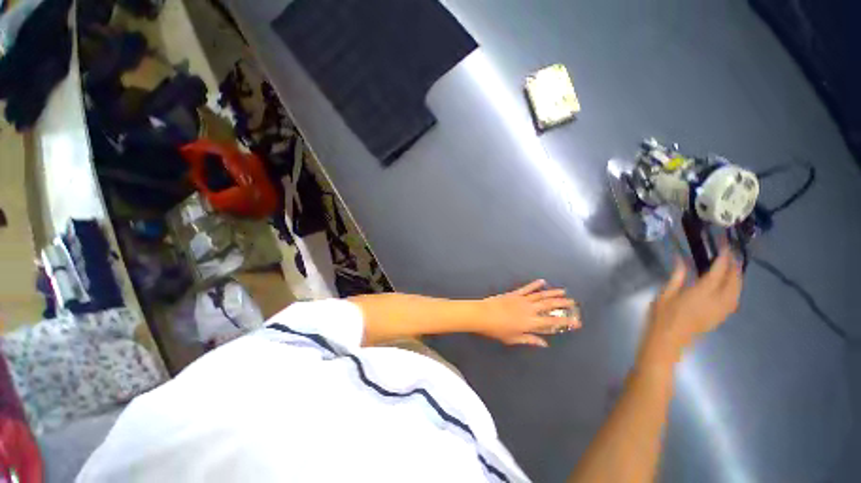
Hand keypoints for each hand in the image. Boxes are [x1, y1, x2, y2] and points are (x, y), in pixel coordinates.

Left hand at [476, 280, 579, 346]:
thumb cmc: (497, 329)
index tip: (576, 321)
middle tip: (573, 303)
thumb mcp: (513, 338)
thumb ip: (529, 340)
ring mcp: (522, 300)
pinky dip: (535, 284)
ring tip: (563, 291)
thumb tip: (544, 344)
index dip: (565, 322)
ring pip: (541, 295)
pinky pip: (527, 288)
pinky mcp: (514, 293)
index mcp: (531, 322)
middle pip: (549, 305)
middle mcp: (530, 309)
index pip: (552, 322)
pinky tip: (542, 281)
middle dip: (562, 304)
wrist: (483, 314)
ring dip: (553, 293)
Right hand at [641, 249, 741, 364]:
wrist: (668, 340)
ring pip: (738, 290)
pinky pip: (735, 298)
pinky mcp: (721, 316)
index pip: (719, 271)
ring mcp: (722, 310)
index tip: (724, 244)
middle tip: (729, 253)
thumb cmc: (662, 316)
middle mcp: (718, 300)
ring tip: (732, 266)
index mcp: (702, 293)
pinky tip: (730, 284)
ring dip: (737, 276)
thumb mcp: (665, 293)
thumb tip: (680, 258)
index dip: (724, 257)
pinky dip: (735, 287)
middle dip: (734, 265)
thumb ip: (677, 276)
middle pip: (734, 280)